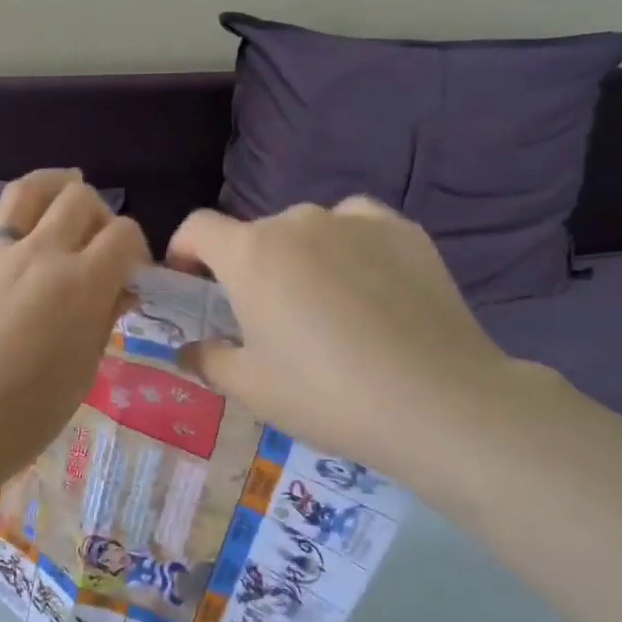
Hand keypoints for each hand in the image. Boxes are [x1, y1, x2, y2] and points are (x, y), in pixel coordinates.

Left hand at [0, 140, 148, 492]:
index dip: (135, 246)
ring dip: (50, 182)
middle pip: (78, 202)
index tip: (132, 271)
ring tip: (64, 182)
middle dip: (98, 214)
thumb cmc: (27, 416)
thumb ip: (103, 319)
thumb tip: (120, 288)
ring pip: (24, 195)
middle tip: (98, 242)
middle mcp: (38, 254)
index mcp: (80, 283)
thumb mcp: (83, 370)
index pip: (123, 234)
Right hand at [167, 200, 541, 486]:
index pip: (198, 227)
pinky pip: (359, 228)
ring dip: (300, 257)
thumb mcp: (251, 388)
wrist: (437, 401)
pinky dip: (350, 248)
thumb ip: (209, 360)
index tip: (191, 282)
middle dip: (249, 268)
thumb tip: (190, 349)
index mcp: (251, 253)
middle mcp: (298, 221)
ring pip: (309, 230)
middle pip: (256, 234)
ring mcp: (355, 220)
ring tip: (325, 305)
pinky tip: (369, 289)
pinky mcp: (404, 230)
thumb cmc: (326, 394)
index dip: (184, 250)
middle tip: (268, 318)